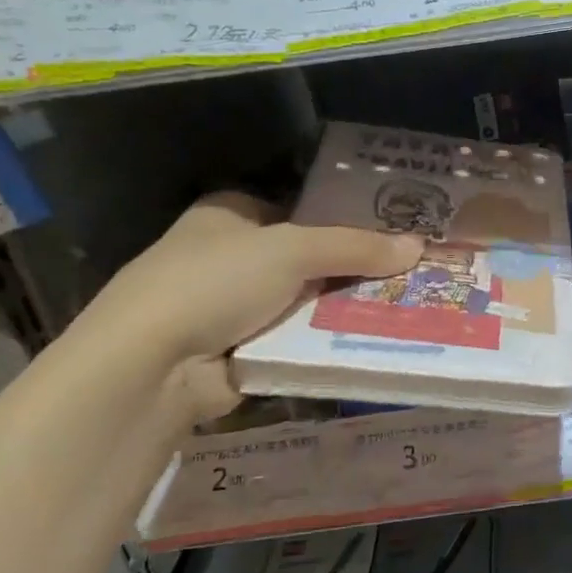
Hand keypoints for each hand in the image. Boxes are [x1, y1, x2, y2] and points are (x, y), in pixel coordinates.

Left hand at [84, 192, 421, 418]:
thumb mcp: (292, 250)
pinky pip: (302, 339)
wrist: (152, 365)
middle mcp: (235, 255)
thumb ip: (356, 247)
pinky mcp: (247, 348)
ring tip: (411, 303)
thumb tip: (418, 246)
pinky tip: (379, 338)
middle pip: (312, 256)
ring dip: (349, 306)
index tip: (398, 228)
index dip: (349, 217)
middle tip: (416, 269)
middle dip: (357, 266)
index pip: (303, 208)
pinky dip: (332, 341)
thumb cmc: (214, 282)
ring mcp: (238, 305)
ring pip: (311, 301)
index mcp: (233, 213)